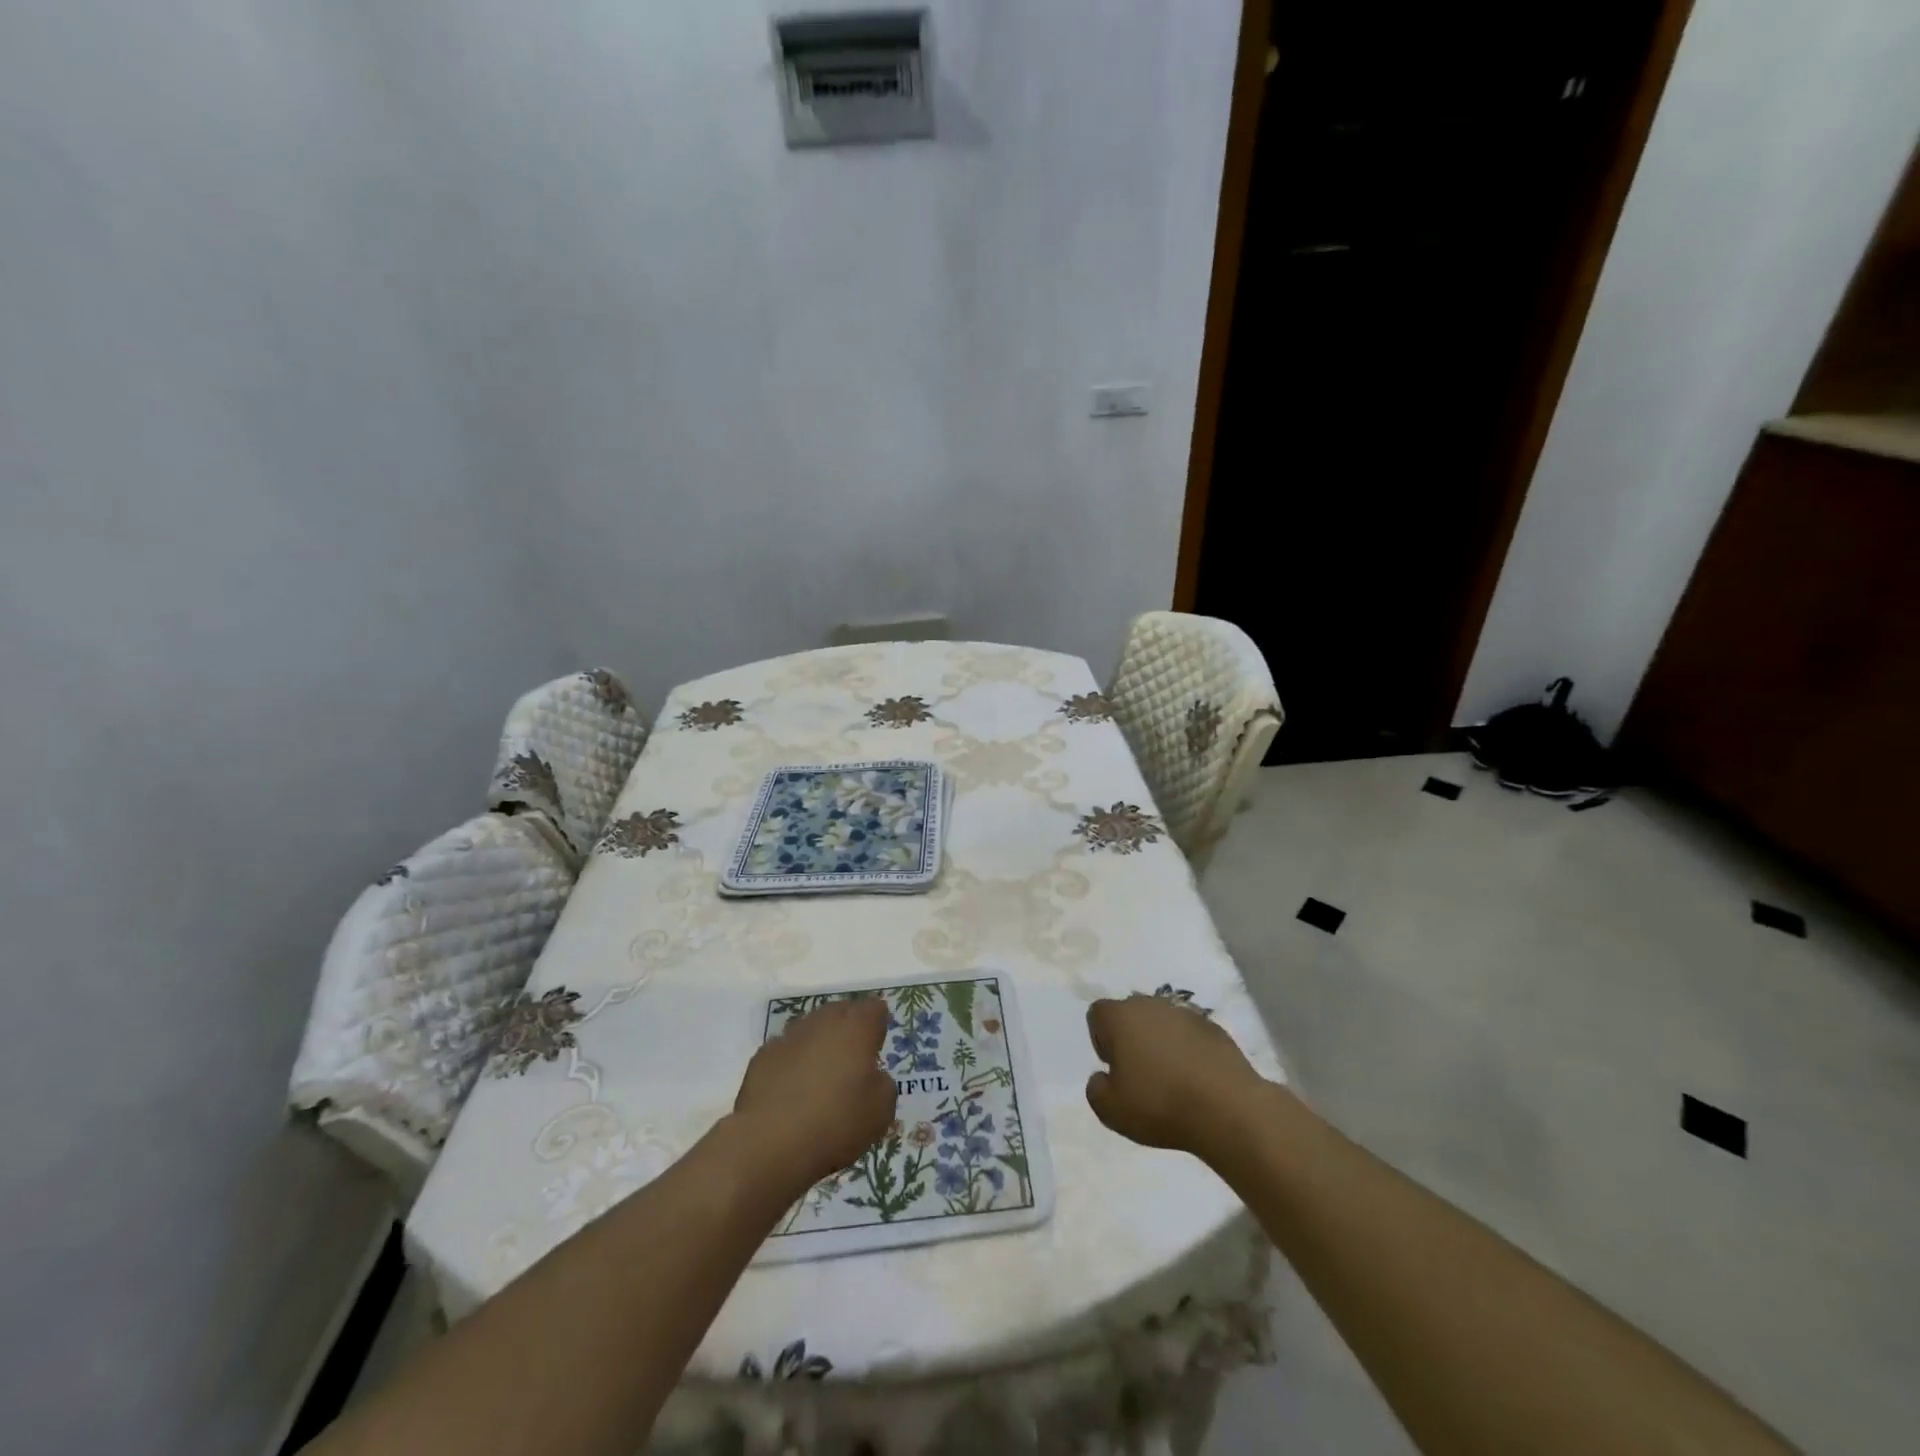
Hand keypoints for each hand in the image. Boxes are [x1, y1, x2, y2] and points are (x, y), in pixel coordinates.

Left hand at [732, 997, 896, 1192]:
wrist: (769, 1142)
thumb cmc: (835, 1123)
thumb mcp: (880, 1112)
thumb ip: (884, 1085)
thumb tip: (873, 1077)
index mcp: (857, 1028)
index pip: (874, 1009)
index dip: (878, 1026)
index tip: (876, 1048)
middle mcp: (823, 1022)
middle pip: (841, 1012)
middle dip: (847, 1030)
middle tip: (851, 1062)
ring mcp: (789, 1036)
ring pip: (811, 1029)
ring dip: (818, 1045)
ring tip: (820, 1078)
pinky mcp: (763, 1056)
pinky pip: (786, 1051)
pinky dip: (792, 1063)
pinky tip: (791, 1092)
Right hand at [1085, 995, 1266, 1155]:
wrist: (1226, 1108)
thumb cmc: (1159, 1104)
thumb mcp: (1110, 1110)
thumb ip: (1095, 1089)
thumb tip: (1102, 1077)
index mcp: (1121, 1017)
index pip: (1098, 1014)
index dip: (1101, 1040)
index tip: (1115, 1068)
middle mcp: (1150, 1005)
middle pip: (1131, 1014)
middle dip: (1131, 1038)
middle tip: (1140, 1074)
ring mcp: (1185, 1013)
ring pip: (1162, 1022)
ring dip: (1161, 1042)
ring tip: (1171, 1078)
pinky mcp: (1214, 1027)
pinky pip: (1190, 1034)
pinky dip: (1188, 1049)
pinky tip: (1196, 1078)